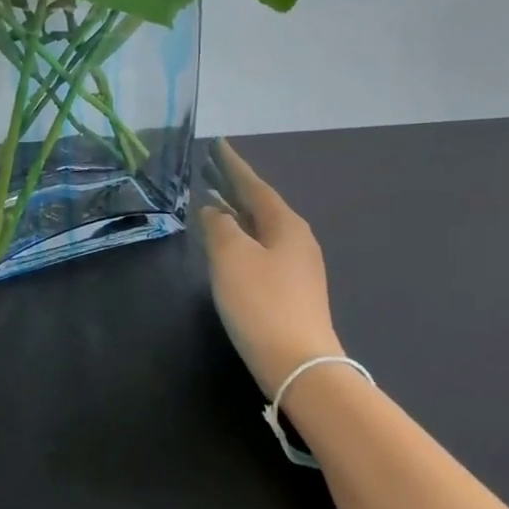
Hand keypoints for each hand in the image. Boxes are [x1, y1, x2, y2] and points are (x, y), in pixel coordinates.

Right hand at [198, 140, 342, 397]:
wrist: (298, 364)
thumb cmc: (261, 303)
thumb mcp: (231, 257)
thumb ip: (219, 226)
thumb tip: (213, 209)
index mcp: (285, 224)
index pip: (254, 185)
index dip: (233, 165)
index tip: (218, 144)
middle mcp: (296, 239)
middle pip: (260, 205)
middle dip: (234, 187)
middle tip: (209, 170)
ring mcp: (297, 267)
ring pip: (261, 228)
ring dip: (236, 213)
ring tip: (212, 201)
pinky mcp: (292, 290)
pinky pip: (262, 249)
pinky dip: (242, 237)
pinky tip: (228, 244)